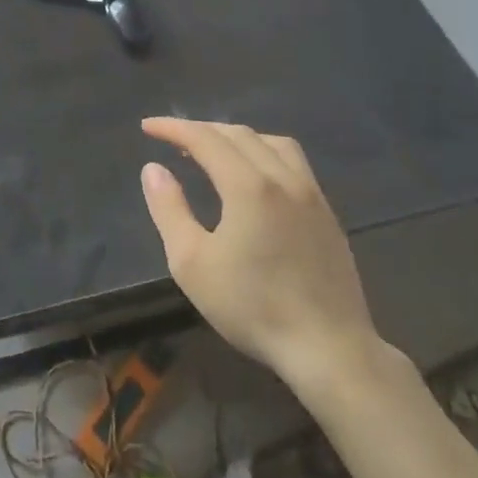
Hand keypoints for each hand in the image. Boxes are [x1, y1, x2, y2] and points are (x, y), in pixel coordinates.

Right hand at [139, 118, 388, 399]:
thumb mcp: (192, 264)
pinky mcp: (327, 213)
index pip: (205, 138)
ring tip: (215, 152)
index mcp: (248, 186)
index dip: (174, 127)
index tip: (147, 127)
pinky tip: (255, 178)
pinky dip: (264, 152)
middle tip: (173, 140)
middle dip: (201, 130)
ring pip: (271, 142)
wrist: (330, 350)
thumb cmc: (253, 307)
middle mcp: (283, 178)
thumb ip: (169, 210)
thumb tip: (153, 169)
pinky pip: (293, 162)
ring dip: (236, 137)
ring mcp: (311, 194)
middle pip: (238, 134)